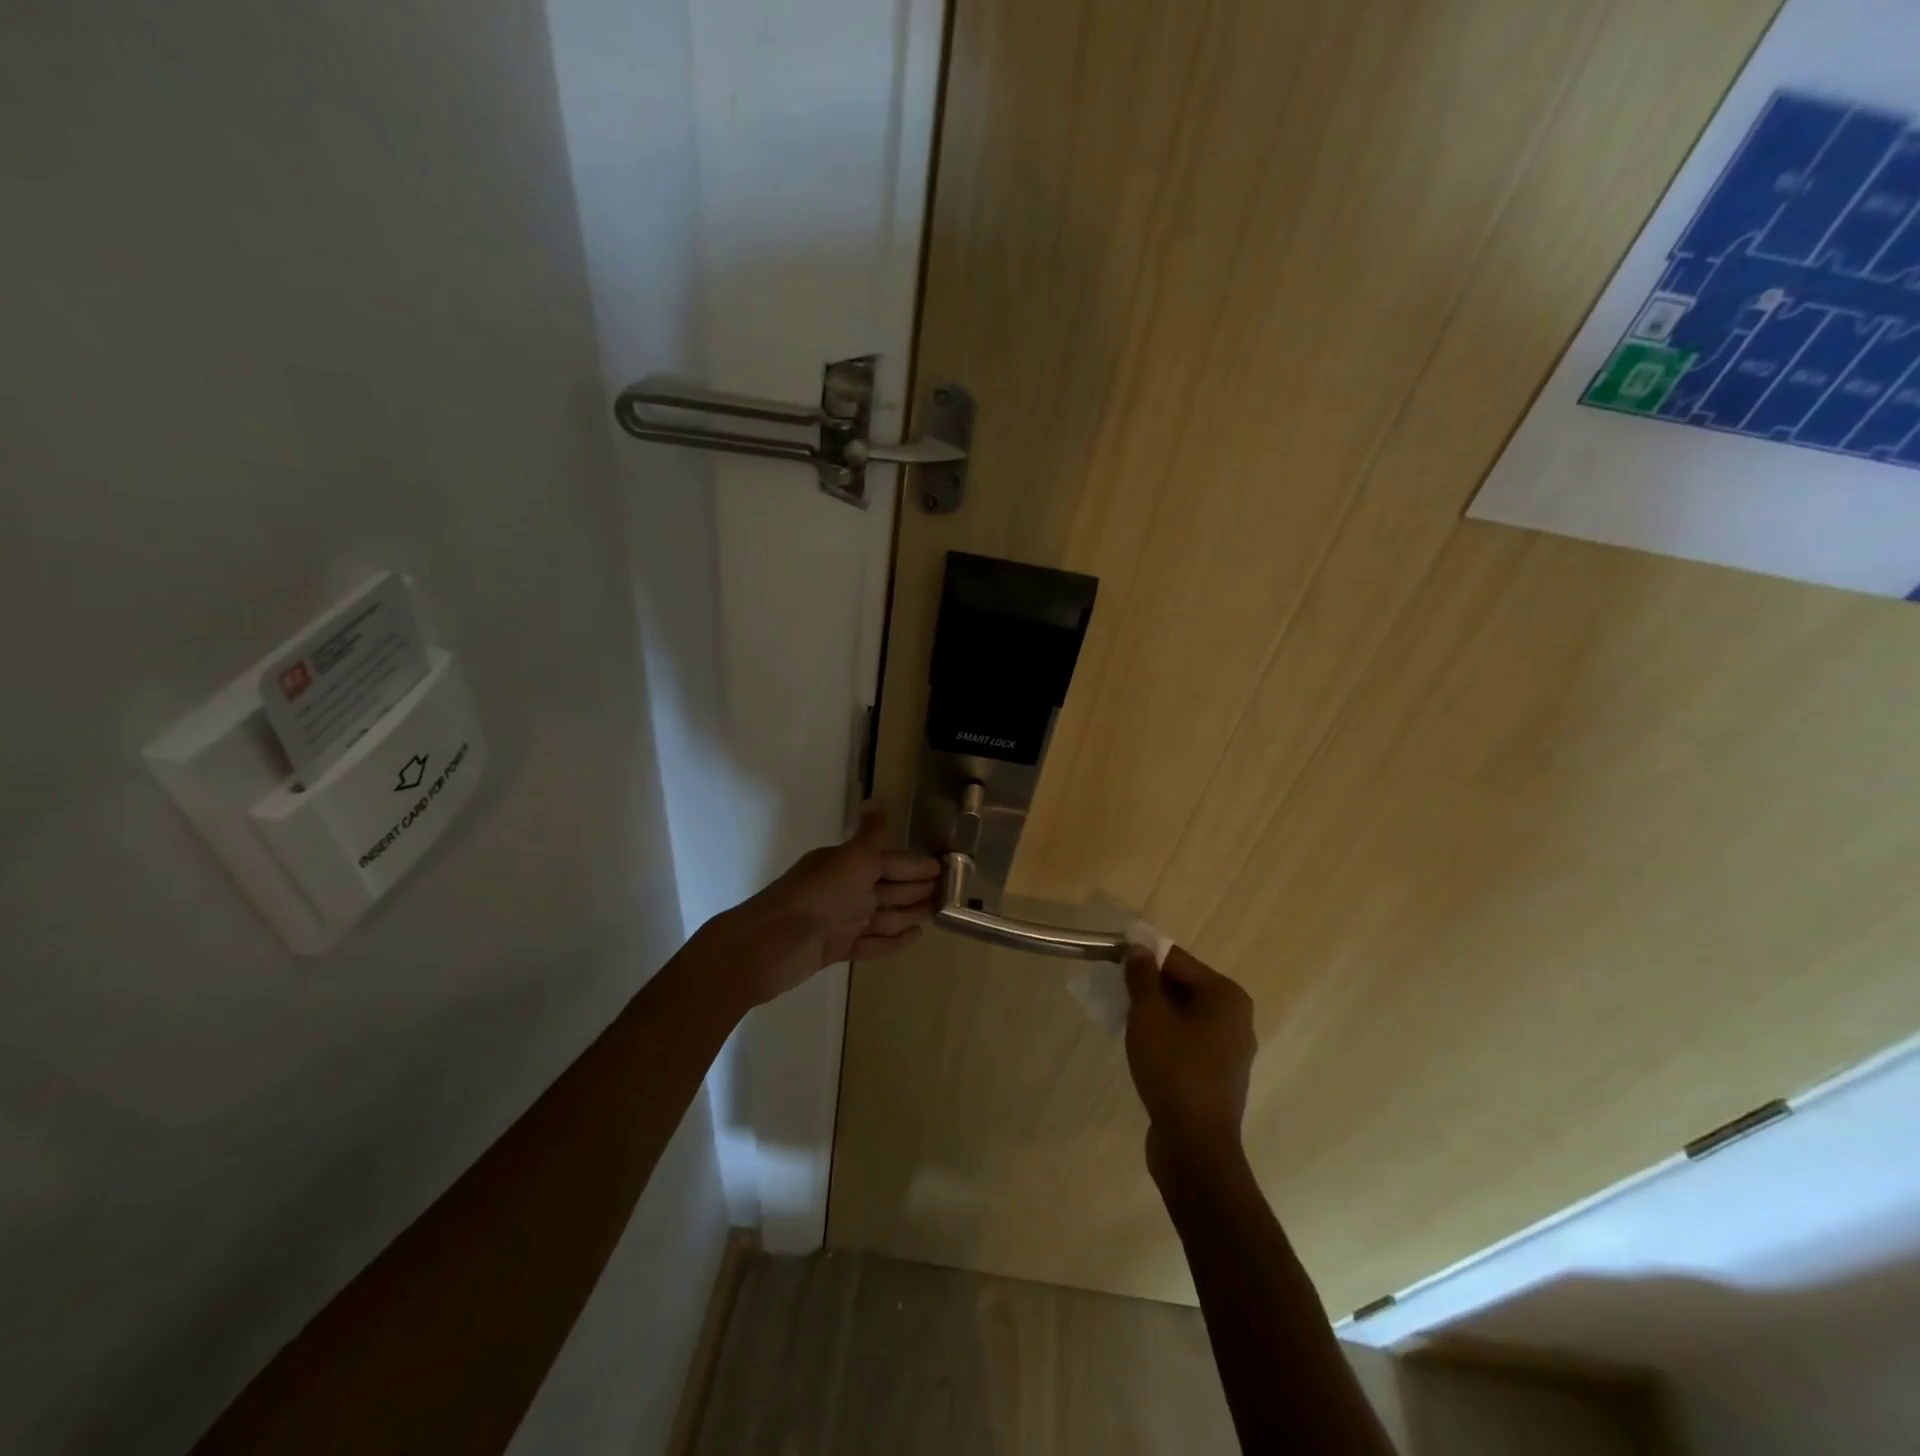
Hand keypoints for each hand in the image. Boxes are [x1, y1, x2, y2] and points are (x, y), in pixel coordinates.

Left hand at [704, 806, 941, 1008]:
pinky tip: (915, 936)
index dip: (916, 864)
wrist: (770, 943)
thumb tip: (878, 800)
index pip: (891, 861)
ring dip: (911, 913)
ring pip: (885, 915)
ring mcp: (842, 920)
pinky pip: (873, 942)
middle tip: (950, 892)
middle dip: (918, 888)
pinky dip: (893, 940)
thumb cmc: (817, 896)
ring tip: (938, 913)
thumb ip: (870, 836)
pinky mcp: (838, 948)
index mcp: (850, 864)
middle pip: (890, 888)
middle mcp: (847, 889)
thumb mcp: (850, 859)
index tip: (944, 865)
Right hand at [1124, 945, 1256, 1179]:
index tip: (1112, 960)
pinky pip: (1189, 1039)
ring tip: (1124, 1018)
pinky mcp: (1219, 1074)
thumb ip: (1142, 977)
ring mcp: (1231, 1049)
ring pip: (1184, 1014)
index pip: (1178, 960)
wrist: (1195, 1146)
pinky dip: (1166, 1035)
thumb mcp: (1149, 1016)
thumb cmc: (1173, 1070)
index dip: (1143, 957)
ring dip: (1155, 1012)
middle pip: (1184, 985)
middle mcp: (1236, 1017)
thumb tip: (1138, 948)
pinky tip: (1143, 1046)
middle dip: (1148, 985)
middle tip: (1114, 991)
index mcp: (1226, 996)